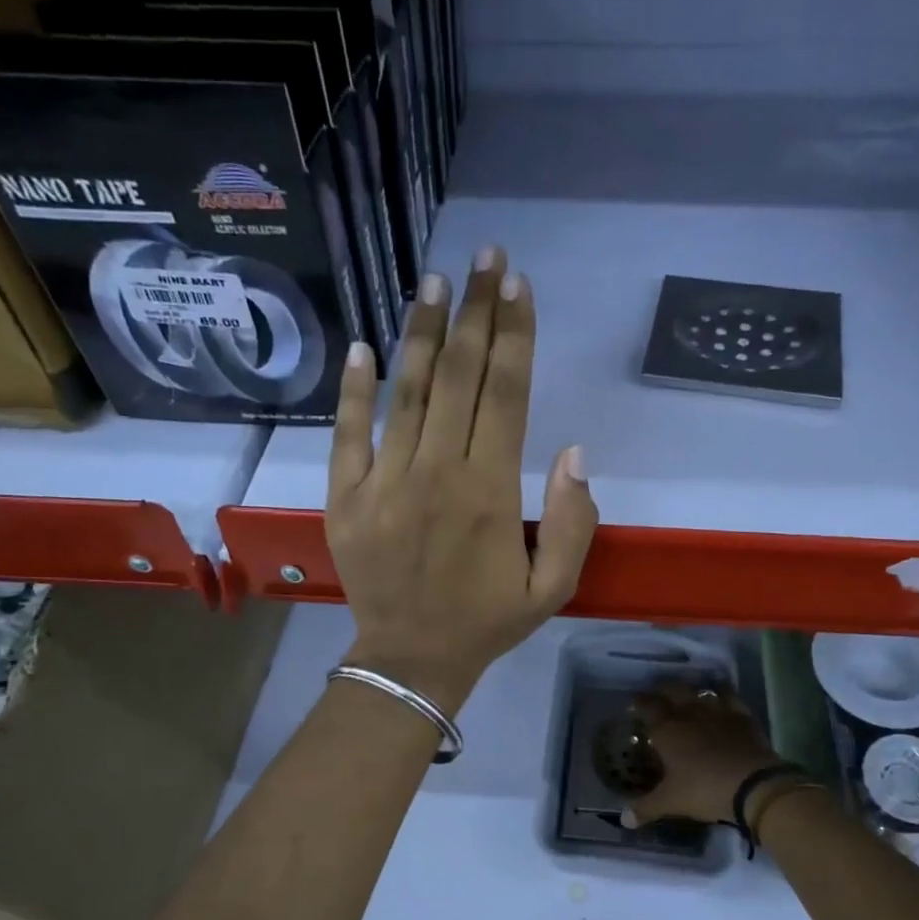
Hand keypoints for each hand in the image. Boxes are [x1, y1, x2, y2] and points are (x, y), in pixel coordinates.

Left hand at [328, 247, 598, 715]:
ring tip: (433, 281)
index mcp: (490, 491)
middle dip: (474, 313)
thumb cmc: (487, 622)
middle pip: (458, 377)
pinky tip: (363, 346)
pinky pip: (347, 434)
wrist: (412, 660)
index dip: (514, 335)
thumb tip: (573, 453)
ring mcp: (384, 482)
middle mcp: (437, 472)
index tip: (518, 286)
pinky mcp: (345, 497)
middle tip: (483, 259)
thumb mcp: (552, 587)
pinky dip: (353, 390)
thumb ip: (572, 521)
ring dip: (421, 332)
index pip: (506, 394)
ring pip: (406, 393)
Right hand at [624, 683, 782, 827]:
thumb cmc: (703, 790)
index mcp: (666, 730)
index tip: (635, 704)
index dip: (639, 703)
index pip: (647, 706)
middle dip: (663, 690)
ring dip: (692, 692)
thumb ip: (645, 808)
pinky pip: (729, 697)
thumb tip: (624, 819)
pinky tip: (721, 698)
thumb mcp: (670, 802)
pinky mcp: (741, 716)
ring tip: (688, 697)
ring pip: (700, 691)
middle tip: (659, 696)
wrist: (752, 785)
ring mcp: (717, 712)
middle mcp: (689, 713)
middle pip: (672, 690)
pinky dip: (722, 694)